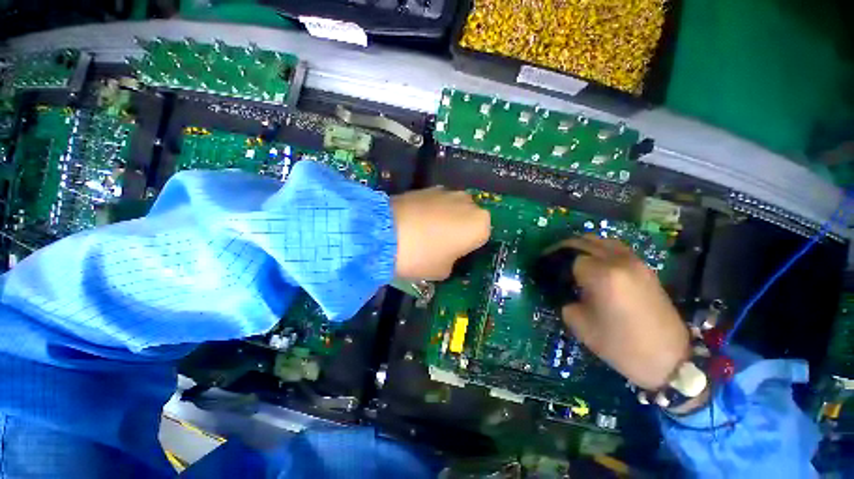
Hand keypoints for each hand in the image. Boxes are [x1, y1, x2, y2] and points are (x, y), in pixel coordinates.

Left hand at [391, 187, 490, 279]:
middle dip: (459, 228)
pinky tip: (415, 221)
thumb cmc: (422, 256)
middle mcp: (469, 203)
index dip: (468, 246)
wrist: (385, 233)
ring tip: (426, 231)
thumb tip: (447, 252)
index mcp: (480, 225)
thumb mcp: (443, 271)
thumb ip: (453, 260)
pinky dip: (430, 210)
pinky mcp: (427, 187)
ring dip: (445, 217)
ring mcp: (447, 192)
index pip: (482, 236)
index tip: (454, 254)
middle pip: (469, 218)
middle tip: (442, 242)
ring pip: (453, 208)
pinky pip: (436, 202)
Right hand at [556, 235, 689, 389]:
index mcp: (601, 275)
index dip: (553, 263)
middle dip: (563, 248)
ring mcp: (634, 261)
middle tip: (550, 259)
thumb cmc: (621, 345)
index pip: (568, 258)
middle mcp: (618, 261)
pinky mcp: (644, 267)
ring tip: (569, 257)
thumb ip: (565, 300)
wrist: (670, 359)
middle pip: (583, 242)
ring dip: (581, 245)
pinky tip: (592, 260)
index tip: (543, 270)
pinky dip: (599, 248)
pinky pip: (616, 248)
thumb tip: (561, 289)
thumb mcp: (580, 325)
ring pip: (601, 241)